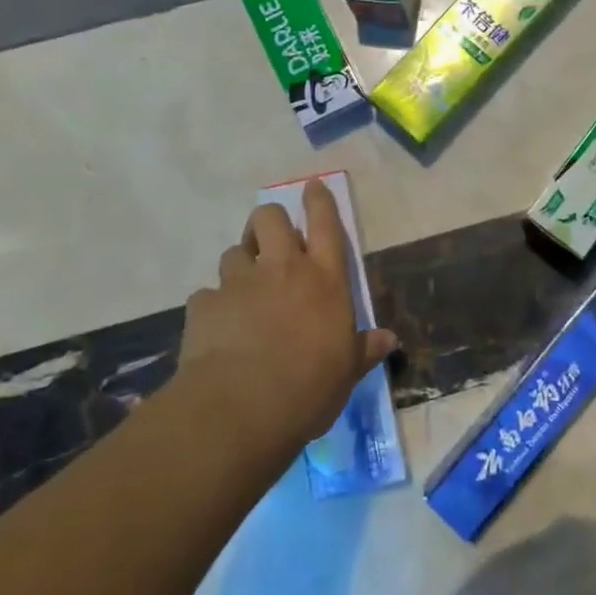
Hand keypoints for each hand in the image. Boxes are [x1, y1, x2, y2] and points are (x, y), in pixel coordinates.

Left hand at [182, 179, 398, 443]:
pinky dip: (214, 305)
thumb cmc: (309, 387)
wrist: (242, 408)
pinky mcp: (205, 304)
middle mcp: (282, 269)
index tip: (312, 186)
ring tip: (244, 288)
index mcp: (325, 280)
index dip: (319, 200)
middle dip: (269, 222)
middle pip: (270, 218)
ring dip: (241, 263)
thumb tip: (389, 339)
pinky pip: (208, 294)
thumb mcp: (347, 371)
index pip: (326, 224)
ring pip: (234, 251)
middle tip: (271, 242)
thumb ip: (364, 349)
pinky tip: (218, 328)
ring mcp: (240, 283)